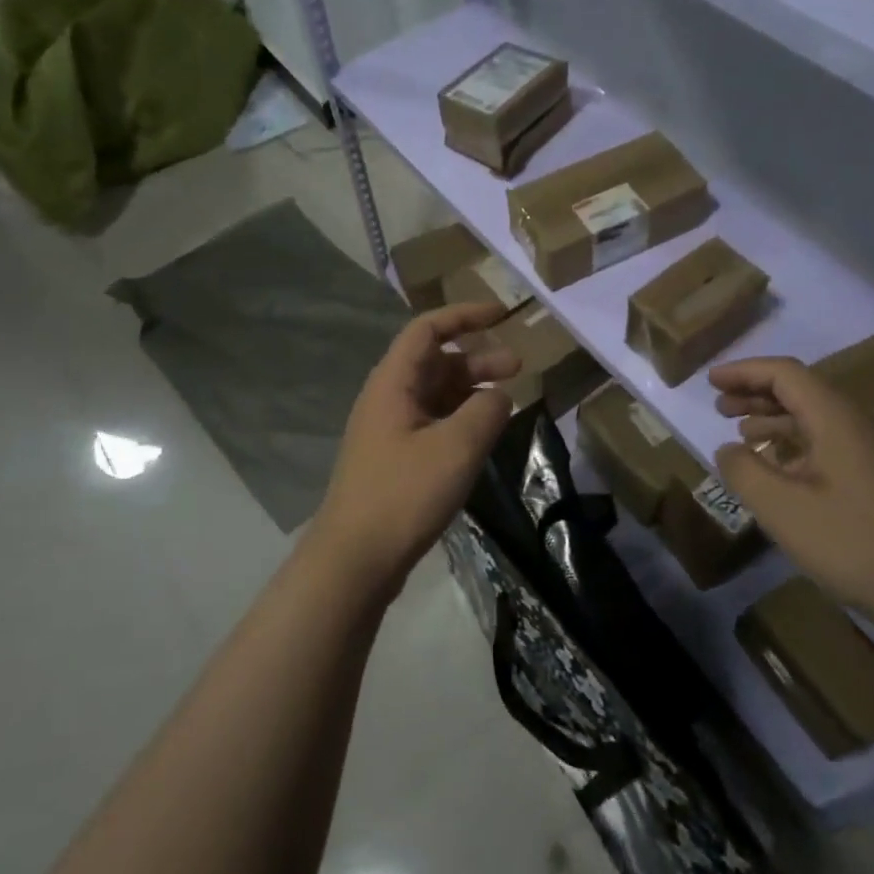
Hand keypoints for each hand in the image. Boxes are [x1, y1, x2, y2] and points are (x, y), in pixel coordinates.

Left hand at [307, 303, 518, 601]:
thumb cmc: (403, 494)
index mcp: (393, 383)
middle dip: (477, 358)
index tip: (502, 314)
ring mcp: (389, 430)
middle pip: (435, 362)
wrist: (354, 559)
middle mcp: (388, 399)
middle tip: (519, 367)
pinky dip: (461, 419)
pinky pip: (433, 423)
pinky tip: (484, 435)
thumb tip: (500, 395)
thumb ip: (486, 411)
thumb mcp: (456, 447)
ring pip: (436, 394)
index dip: (464, 315)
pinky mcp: (395, 459)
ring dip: (472, 390)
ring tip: (509, 402)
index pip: (428, 329)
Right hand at [710, 356, 873, 609]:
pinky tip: (776, 469)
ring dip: (774, 419)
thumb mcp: (780, 507)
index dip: (744, 372)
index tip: (710, 381)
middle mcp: (856, 424)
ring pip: (814, 419)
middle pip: (801, 391)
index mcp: (835, 418)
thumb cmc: (849, 541)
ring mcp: (871, 452)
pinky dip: (793, 445)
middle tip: (719, 407)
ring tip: (741, 435)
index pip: (785, 374)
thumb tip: (728, 450)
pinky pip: (826, 444)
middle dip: (756, 393)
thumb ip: (743, 470)